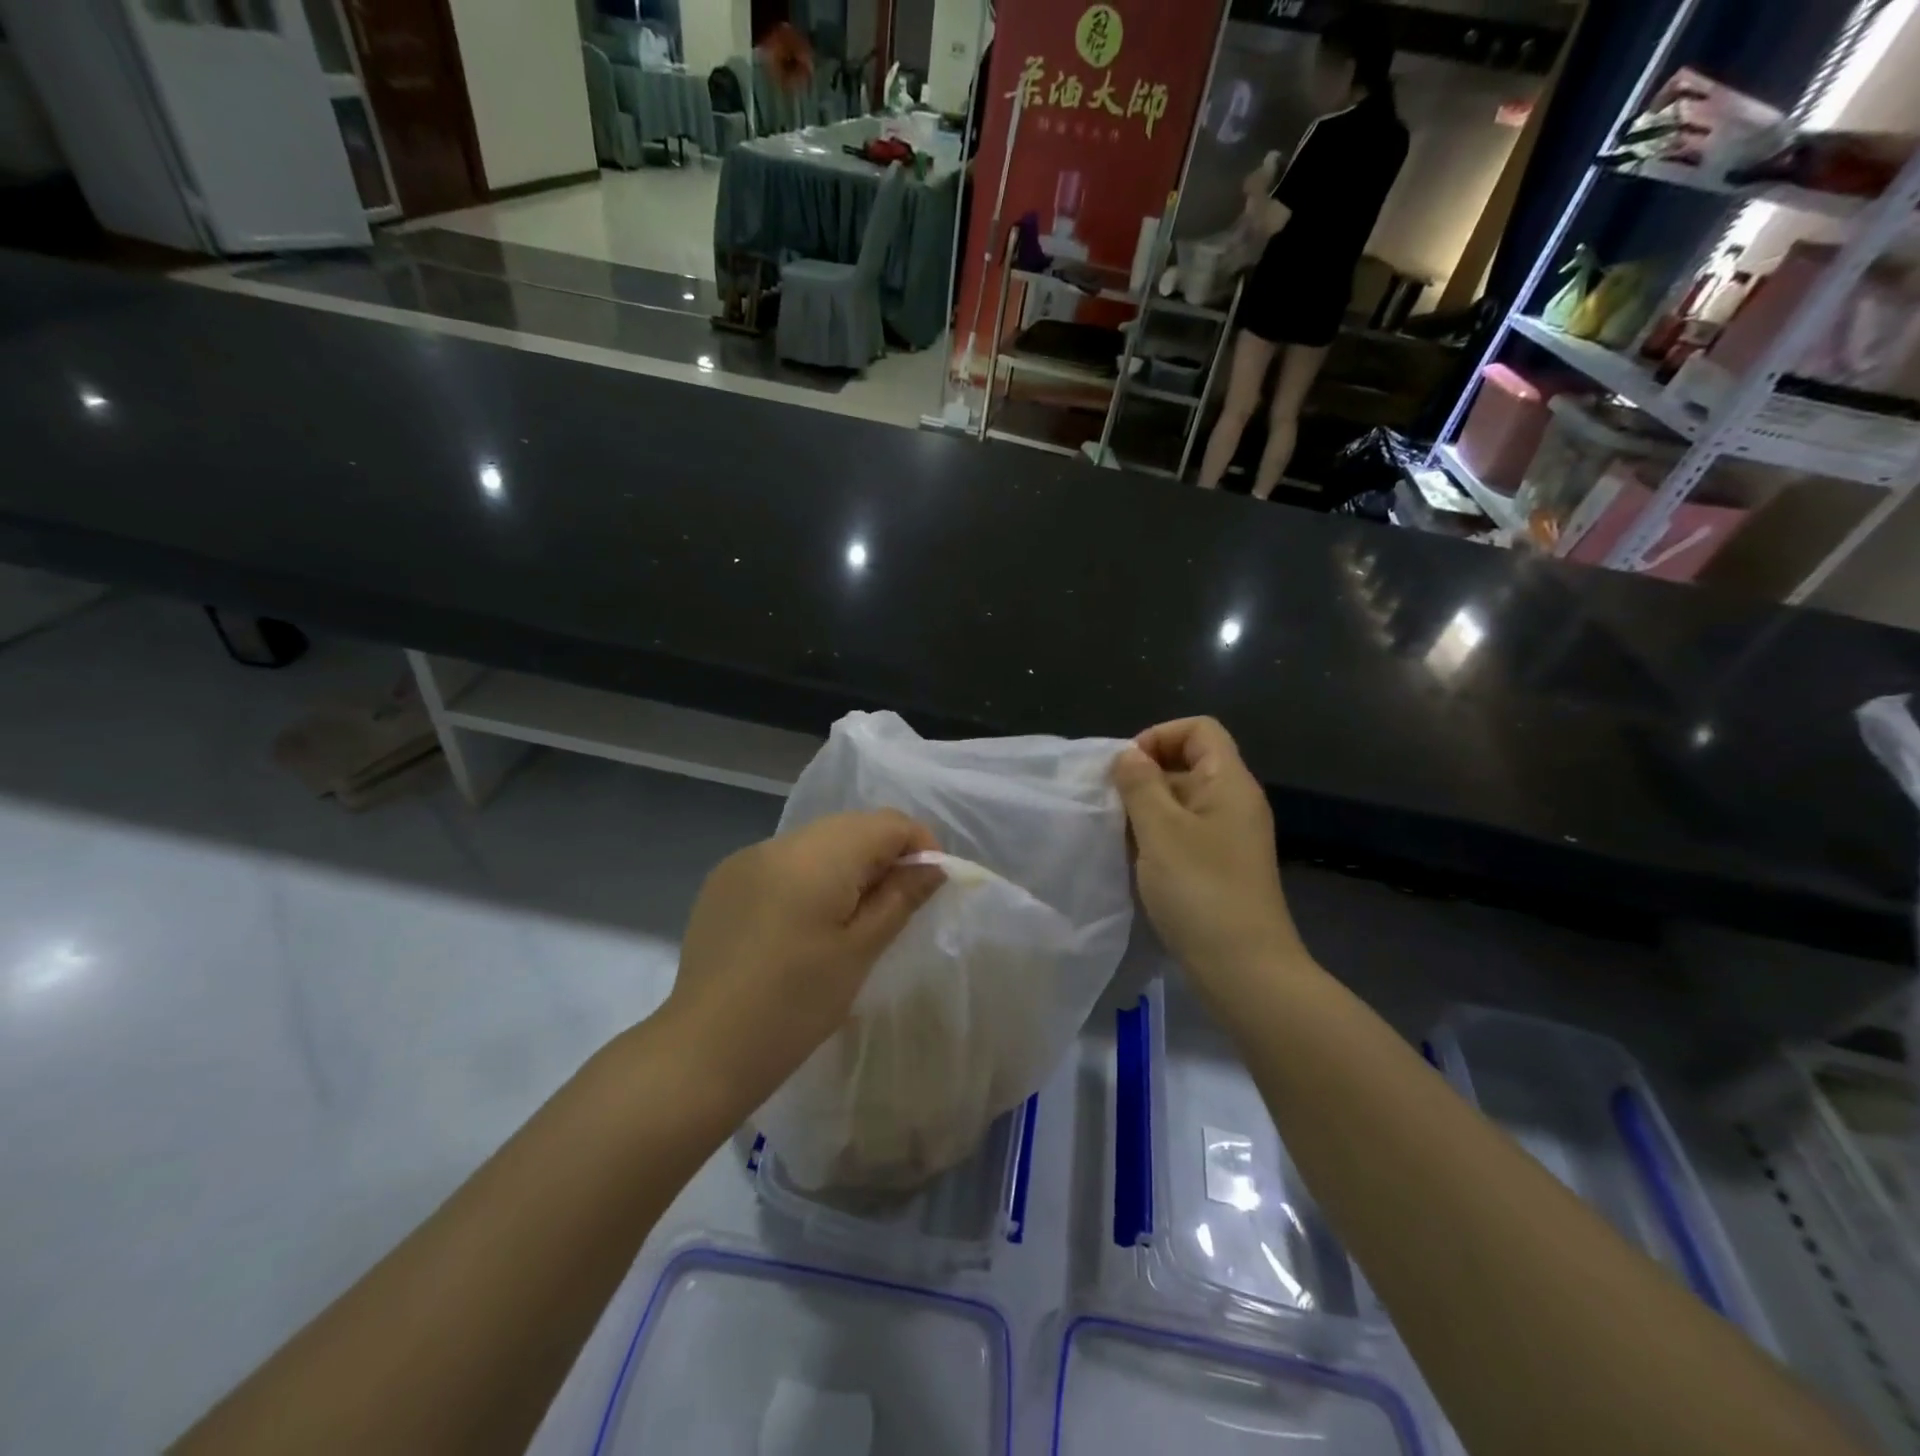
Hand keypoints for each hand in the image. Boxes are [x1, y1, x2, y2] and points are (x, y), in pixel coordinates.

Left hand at [662, 811, 944, 1103]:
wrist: (703, 1051)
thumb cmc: (795, 1006)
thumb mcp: (860, 951)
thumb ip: (901, 897)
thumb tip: (933, 865)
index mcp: (817, 856)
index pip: (887, 823)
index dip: (920, 845)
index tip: (929, 886)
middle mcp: (779, 842)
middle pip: (851, 826)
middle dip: (883, 855)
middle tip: (895, 906)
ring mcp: (746, 858)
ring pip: (817, 841)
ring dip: (846, 865)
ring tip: (850, 918)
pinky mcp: (724, 880)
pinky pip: (784, 861)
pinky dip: (809, 876)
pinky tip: (802, 922)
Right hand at [1110, 718, 1305, 1000]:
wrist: (1245, 970)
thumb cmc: (1201, 891)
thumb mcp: (1161, 831)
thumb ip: (1140, 785)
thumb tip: (1128, 755)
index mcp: (1229, 783)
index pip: (1199, 729)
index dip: (1159, 736)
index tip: (1126, 769)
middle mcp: (1234, 803)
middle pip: (1188, 763)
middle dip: (1145, 776)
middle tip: (1113, 805)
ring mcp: (1229, 838)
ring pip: (1181, 802)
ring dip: (1147, 811)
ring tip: (1119, 836)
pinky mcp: (1220, 867)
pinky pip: (1184, 834)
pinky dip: (1157, 839)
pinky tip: (1136, 863)